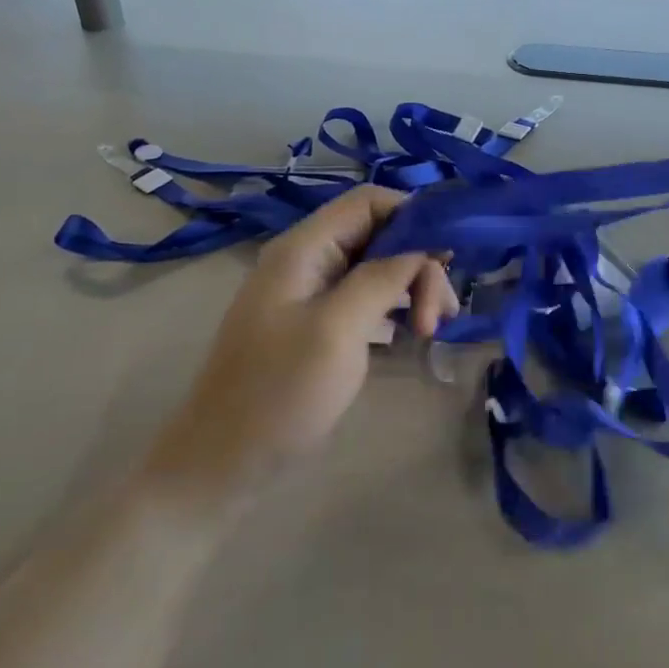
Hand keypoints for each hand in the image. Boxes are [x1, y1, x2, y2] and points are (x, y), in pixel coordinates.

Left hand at [143, 186, 457, 507]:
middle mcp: (308, 260)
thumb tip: (422, 246)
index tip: (448, 257)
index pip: (369, 202)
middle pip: (378, 235)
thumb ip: (382, 278)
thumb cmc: (279, 393)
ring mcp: (311, 294)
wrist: (220, 465)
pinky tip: (411, 334)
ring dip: (411, 288)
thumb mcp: (338, 330)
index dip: (413, 216)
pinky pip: (365, 298)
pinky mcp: (316, 324)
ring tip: (433, 329)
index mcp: (304, 248)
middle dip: (417, 264)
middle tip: (441, 314)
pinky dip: (393, 309)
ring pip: (376, 268)